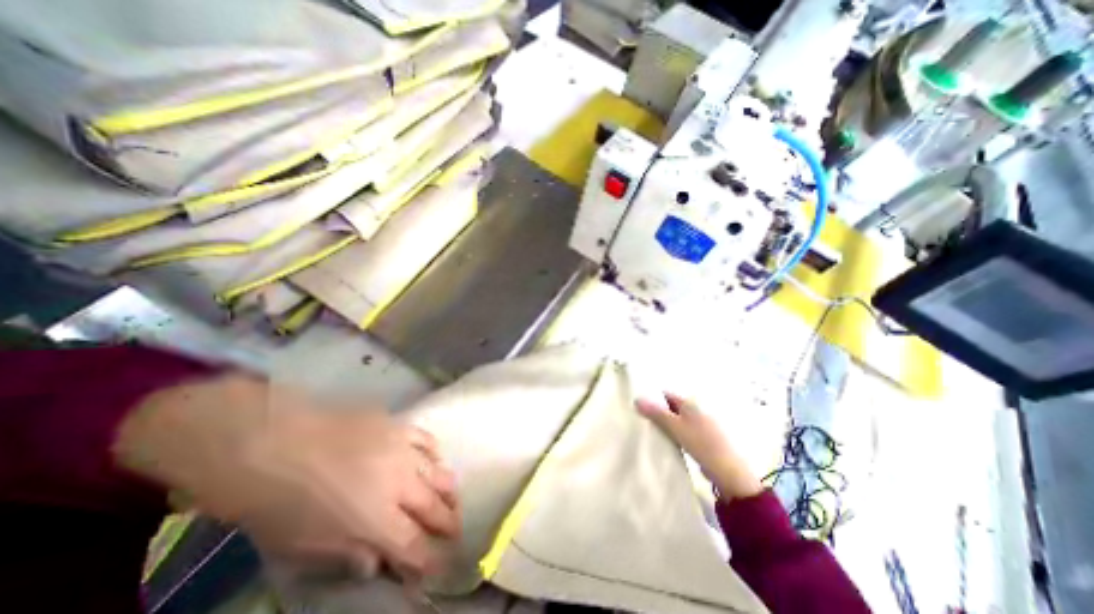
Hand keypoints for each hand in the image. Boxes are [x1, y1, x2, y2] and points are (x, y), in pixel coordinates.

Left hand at [117, 372, 458, 577]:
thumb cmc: (280, 503)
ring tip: (453, 496)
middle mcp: (400, 484)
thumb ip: (348, 553)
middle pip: (433, 506)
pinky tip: (436, 457)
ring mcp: (402, 450)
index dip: (428, 559)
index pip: (412, 544)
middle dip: (448, 522)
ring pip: (437, 471)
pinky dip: (434, 452)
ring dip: (448, 488)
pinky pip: (426, 439)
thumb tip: (377, 562)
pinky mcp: (397, 426)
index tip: (438, 566)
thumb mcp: (304, 545)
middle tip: (456, 529)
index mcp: (376, 520)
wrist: (274, 444)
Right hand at [642, 394, 763, 497]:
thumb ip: (656, 413)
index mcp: (691, 403)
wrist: (729, 472)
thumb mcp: (675, 426)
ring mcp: (700, 426)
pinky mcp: (702, 441)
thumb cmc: (701, 443)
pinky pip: (682, 433)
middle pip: (670, 407)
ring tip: (647, 431)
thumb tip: (636, 399)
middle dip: (657, 412)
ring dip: (664, 425)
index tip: (637, 405)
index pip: (666, 394)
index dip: (652, 397)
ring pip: (676, 421)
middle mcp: (696, 411)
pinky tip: (664, 442)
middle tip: (639, 418)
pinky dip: (673, 435)